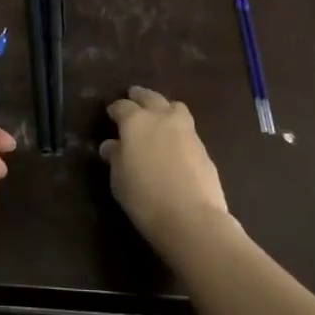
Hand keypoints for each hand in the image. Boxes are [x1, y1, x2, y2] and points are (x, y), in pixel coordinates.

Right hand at [100, 87, 231, 255]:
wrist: (192, 218)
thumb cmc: (144, 197)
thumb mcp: (119, 179)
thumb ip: (115, 157)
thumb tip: (111, 145)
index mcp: (136, 122)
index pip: (122, 106)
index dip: (115, 109)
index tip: (111, 114)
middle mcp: (162, 118)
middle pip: (151, 97)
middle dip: (140, 96)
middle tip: (133, 97)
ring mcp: (187, 131)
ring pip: (175, 107)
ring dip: (164, 107)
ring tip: (159, 115)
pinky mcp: (203, 147)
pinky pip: (187, 128)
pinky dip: (178, 129)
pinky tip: (174, 142)